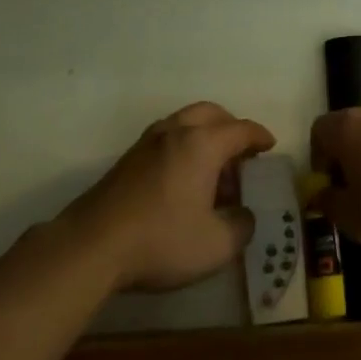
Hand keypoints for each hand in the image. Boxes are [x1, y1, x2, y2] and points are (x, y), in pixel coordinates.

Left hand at [63, 102, 273, 292]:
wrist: (91, 246)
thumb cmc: (162, 240)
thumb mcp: (217, 244)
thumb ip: (242, 226)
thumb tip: (244, 215)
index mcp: (203, 144)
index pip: (241, 129)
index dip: (259, 137)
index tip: (269, 146)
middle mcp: (176, 132)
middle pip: (211, 113)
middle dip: (231, 127)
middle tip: (242, 152)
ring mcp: (147, 143)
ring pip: (184, 122)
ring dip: (204, 136)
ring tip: (212, 169)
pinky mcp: (127, 160)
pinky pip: (166, 138)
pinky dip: (182, 147)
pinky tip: (183, 180)